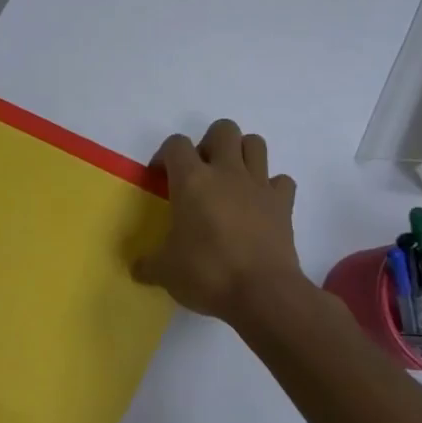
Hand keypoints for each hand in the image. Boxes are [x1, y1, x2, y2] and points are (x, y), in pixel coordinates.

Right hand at [133, 120, 309, 324]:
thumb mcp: (165, 271)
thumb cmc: (207, 274)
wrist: (263, 293)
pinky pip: (281, 181)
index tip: (160, 178)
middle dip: (209, 143)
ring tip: (229, 180)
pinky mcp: (284, 204)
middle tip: (200, 172)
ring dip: (241, 154)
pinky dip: (271, 187)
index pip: (175, 144)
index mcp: (191, 181)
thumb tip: (138, 268)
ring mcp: (259, 186)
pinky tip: (259, 205)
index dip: (164, 155)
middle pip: (223, 129)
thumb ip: (149, 264)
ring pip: (255, 143)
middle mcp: (226, 173)